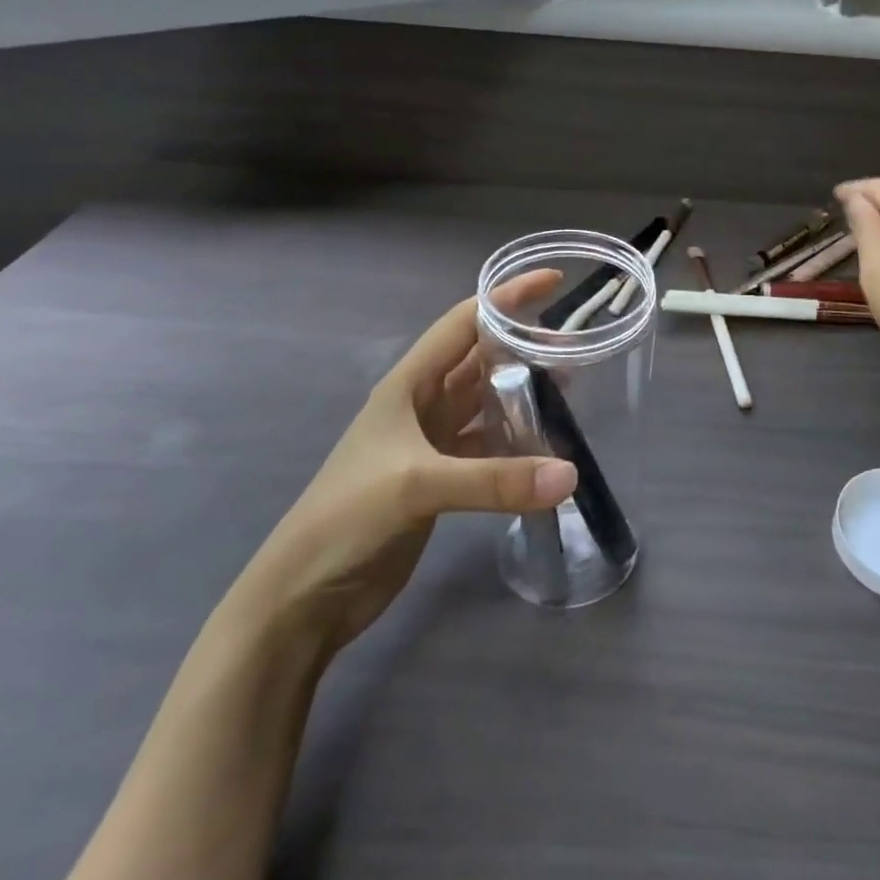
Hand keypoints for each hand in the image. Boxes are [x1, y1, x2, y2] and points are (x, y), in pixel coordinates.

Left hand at [235, 272, 577, 652]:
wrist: (304, 596)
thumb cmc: (347, 518)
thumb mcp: (418, 486)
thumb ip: (496, 480)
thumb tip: (571, 475)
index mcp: (408, 384)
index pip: (465, 323)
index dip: (507, 298)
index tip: (554, 283)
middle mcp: (422, 404)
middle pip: (481, 359)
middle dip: (524, 345)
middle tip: (575, 344)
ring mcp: (431, 443)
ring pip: (487, 402)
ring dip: (523, 393)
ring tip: (570, 386)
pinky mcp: (441, 479)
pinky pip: (489, 446)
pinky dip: (517, 442)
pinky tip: (547, 446)